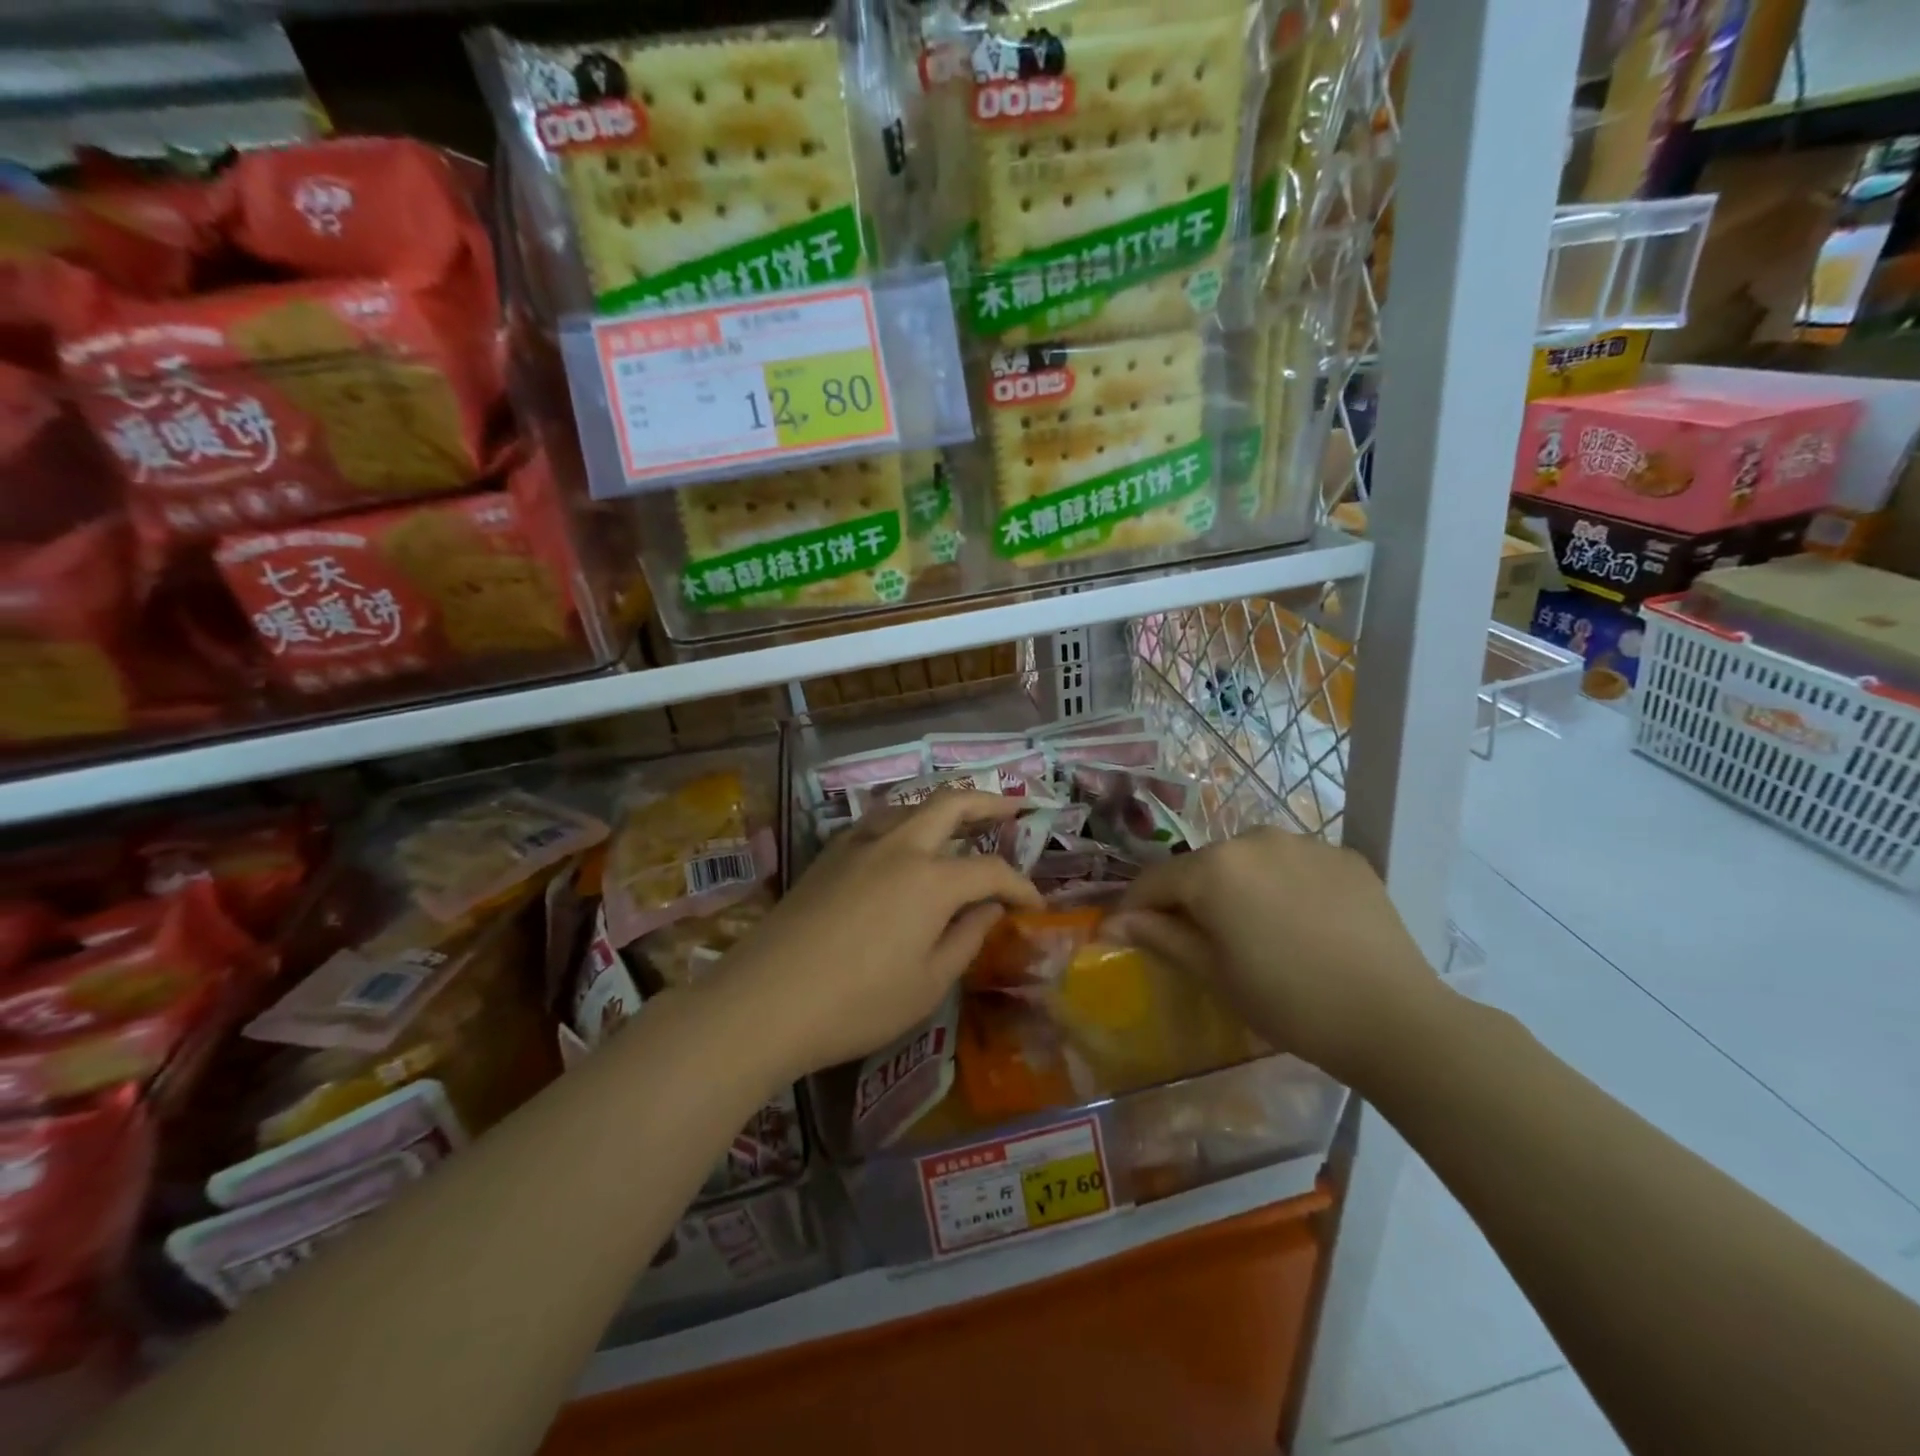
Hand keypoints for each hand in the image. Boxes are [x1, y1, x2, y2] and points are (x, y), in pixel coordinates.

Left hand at [709, 792, 1042, 1082]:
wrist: (765, 1000)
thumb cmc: (857, 1003)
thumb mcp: (927, 984)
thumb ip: (966, 939)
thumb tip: (989, 909)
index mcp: (932, 879)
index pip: (991, 871)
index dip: (1020, 886)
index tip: (1036, 905)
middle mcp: (899, 847)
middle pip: (951, 805)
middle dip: (989, 802)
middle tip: (1015, 807)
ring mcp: (858, 846)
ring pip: (910, 806)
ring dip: (942, 806)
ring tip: (961, 818)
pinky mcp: (828, 856)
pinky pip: (877, 823)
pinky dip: (904, 821)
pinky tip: (902, 841)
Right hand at [1109, 827, 1440, 1084]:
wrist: (1395, 1019)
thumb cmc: (1289, 1002)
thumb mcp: (1215, 974)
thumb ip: (1161, 936)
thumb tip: (1114, 922)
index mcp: (1214, 868)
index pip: (1156, 879)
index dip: (1136, 907)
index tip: (1128, 932)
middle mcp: (1254, 839)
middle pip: (1204, 866)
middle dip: (1191, 897)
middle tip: (1199, 940)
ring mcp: (1305, 842)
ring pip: (1250, 861)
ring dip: (1239, 887)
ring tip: (1256, 930)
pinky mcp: (1345, 856)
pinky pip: (1295, 864)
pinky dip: (1285, 886)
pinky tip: (1302, 923)